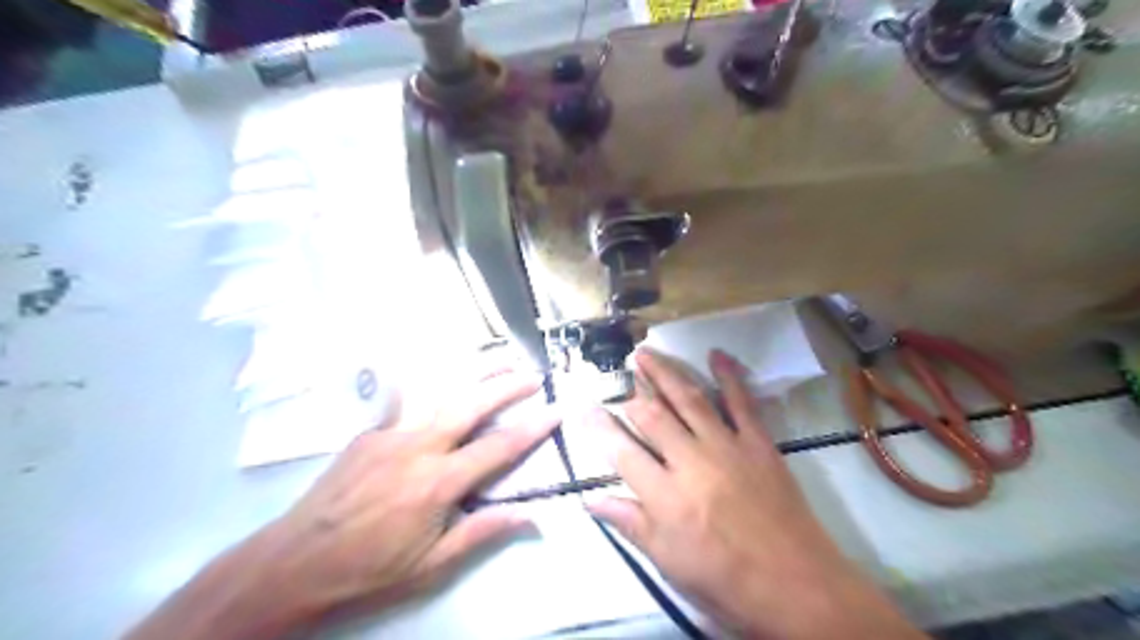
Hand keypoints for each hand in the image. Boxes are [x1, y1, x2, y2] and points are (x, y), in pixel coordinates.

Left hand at [127, 371, 558, 639]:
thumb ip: (482, 532)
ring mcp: (390, 433)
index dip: (532, 428)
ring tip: (501, 360)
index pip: (498, 447)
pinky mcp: (368, 432)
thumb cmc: (368, 571)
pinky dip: (424, 387)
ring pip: (441, 394)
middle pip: (472, 405)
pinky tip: (433, 374)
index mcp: (438, 483)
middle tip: (534, 375)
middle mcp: (417, 447)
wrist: (292, 565)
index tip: (556, 410)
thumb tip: (532, 515)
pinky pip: (403, 403)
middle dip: (507, 387)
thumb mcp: (431, 566)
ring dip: (475, 376)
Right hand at [588, 350, 924, 639]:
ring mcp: (728, 448)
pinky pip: (742, 403)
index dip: (598, 426)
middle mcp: (692, 463)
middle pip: (653, 416)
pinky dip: (729, 376)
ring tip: (646, 353)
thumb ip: (631, 525)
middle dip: (631, 390)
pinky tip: (717, 354)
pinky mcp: (759, 444)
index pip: (621, 451)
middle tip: (617, 371)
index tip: (583, 406)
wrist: (799, 588)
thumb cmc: (727, 584)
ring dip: (665, 373)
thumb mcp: (670, 564)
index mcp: (666, 498)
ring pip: (689, 399)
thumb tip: (591, 501)